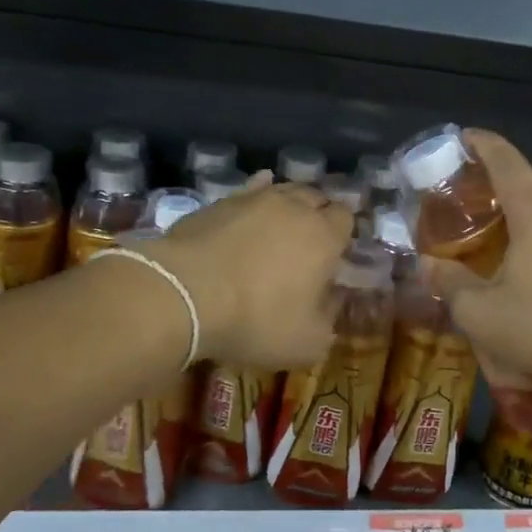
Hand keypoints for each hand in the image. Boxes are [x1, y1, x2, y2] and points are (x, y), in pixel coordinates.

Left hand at [148, 172, 353, 366]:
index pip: (346, 218)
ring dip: (288, 204)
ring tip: (282, 223)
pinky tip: (252, 205)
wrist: (185, 293)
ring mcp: (254, 199)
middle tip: (310, 240)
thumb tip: (331, 301)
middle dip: (318, 214)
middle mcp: (294, 207)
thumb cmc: (256, 320)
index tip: (337, 252)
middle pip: (316, 197)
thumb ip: (328, 319)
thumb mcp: (307, 342)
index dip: (344, 232)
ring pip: (282, 190)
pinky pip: (248, 191)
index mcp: (324, 236)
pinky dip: (256, 196)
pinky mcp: (219, 202)